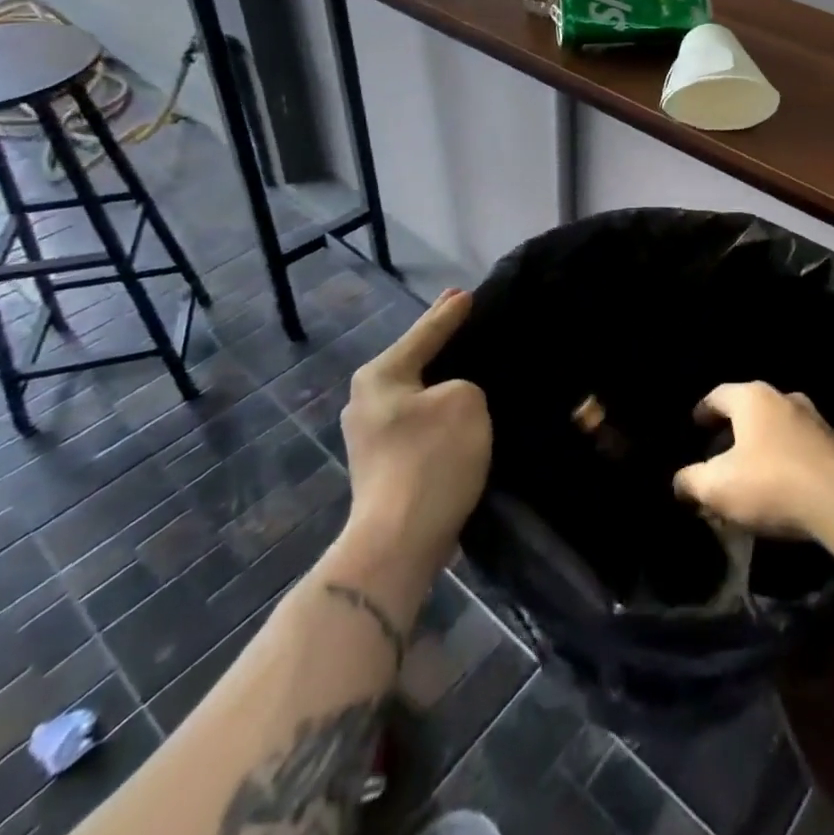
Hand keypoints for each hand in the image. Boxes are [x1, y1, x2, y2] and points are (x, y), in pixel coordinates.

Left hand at [340, 289, 490, 575]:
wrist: (399, 541)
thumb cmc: (432, 459)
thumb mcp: (466, 401)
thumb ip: (463, 384)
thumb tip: (451, 399)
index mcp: (380, 376)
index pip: (424, 333)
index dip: (450, 313)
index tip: (467, 293)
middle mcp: (366, 400)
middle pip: (414, 360)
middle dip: (440, 342)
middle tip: (463, 316)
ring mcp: (370, 435)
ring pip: (416, 392)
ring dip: (441, 380)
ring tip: (467, 364)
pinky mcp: (383, 464)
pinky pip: (418, 420)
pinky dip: (438, 410)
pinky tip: (458, 411)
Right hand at [672, 381, 833, 537]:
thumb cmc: (771, 482)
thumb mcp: (717, 487)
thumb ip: (691, 482)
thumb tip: (678, 482)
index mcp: (752, 398)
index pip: (718, 395)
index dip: (703, 411)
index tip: (694, 425)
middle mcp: (784, 398)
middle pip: (750, 409)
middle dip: (734, 430)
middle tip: (719, 451)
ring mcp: (815, 419)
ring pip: (778, 428)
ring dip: (762, 445)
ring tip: (750, 471)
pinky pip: (800, 447)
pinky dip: (785, 459)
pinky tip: (781, 485)